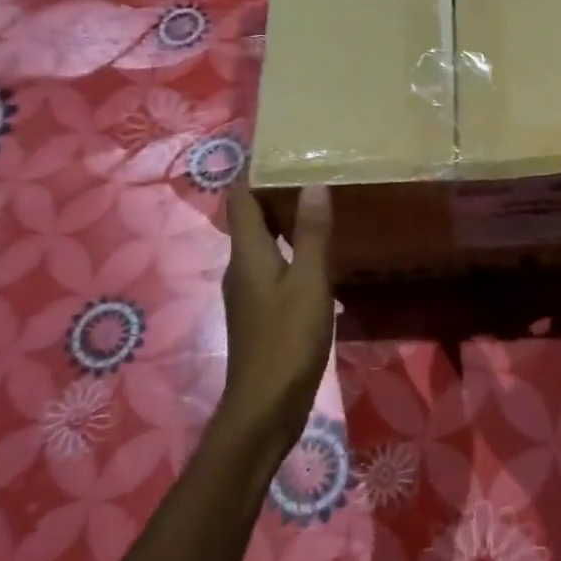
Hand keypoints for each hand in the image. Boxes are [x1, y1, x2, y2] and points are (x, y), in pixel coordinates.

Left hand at [216, 185, 334, 454]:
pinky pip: (273, 269)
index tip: (282, 152)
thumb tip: (313, 185)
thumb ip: (313, 235)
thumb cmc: (287, 341)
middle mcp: (241, 268)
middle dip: (275, 195)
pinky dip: (291, 253)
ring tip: (319, 209)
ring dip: (285, 225)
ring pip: (262, 246)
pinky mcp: (261, 314)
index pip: (241, 199)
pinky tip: (318, 259)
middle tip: (312, 174)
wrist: (265, 408)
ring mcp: (249, 294)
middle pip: (250, 220)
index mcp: (247, 254)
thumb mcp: (309, 284)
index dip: (255, 173)